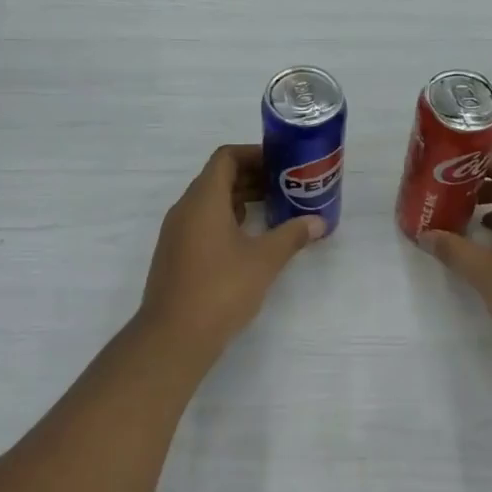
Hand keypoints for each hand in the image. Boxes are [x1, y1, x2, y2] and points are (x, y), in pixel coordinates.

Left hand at [139, 145, 323, 353]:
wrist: (173, 337)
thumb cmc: (220, 289)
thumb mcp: (263, 261)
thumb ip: (291, 236)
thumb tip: (318, 222)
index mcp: (204, 199)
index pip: (226, 157)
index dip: (254, 154)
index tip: (281, 164)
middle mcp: (185, 208)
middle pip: (217, 177)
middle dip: (251, 177)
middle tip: (284, 186)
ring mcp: (176, 232)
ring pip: (209, 201)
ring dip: (239, 199)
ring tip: (272, 210)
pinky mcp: (174, 254)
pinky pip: (201, 222)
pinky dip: (226, 219)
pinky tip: (249, 240)